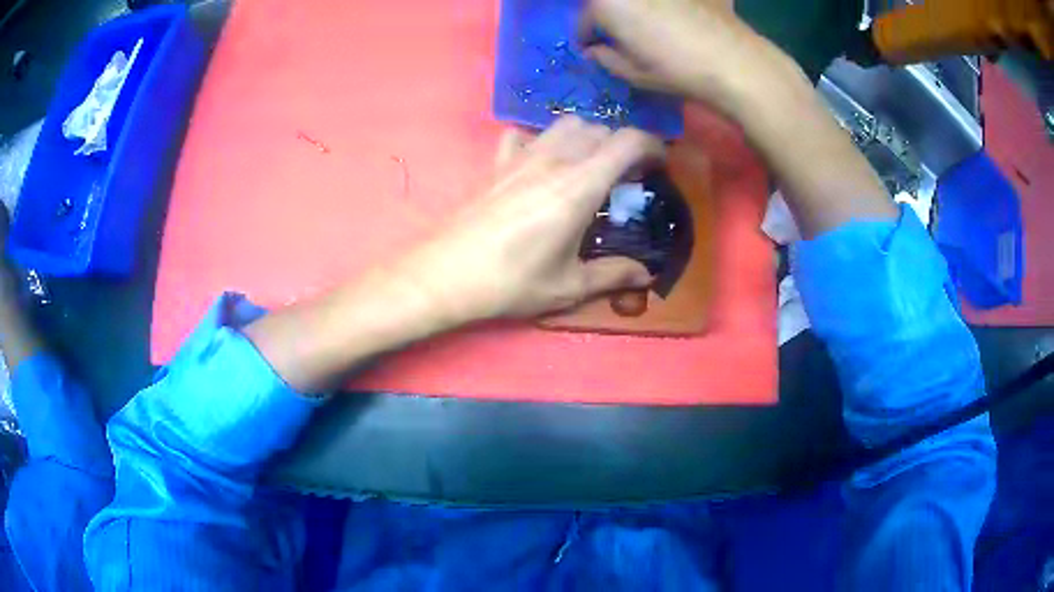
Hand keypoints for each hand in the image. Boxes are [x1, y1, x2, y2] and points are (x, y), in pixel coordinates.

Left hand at [403, 116, 662, 321]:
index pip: (627, 141)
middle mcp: (553, 159)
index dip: (652, 145)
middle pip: (598, 128)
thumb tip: (645, 275)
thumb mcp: (568, 286)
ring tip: (588, 165)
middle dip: (620, 144)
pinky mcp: (496, 163)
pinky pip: (524, 135)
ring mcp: (520, 157)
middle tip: (625, 174)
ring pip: (564, 125)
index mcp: (579, 185)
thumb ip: (612, 275)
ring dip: (586, 137)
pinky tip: (541, 163)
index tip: (660, 164)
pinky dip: (542, 140)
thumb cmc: (511, 282)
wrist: (445, 274)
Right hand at [580, 0, 793, 115]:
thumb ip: (605, 58)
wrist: (734, 61)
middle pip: (608, 2)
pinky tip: (675, 20)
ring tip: (648, 28)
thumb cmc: (677, 69)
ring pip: (636, 0)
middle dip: (608, 17)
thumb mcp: (633, 73)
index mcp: (606, 3)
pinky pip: (665, 2)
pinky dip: (664, 8)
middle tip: (620, 36)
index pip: (584, 21)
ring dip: (635, 10)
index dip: (587, 39)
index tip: (596, 52)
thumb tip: (596, 51)